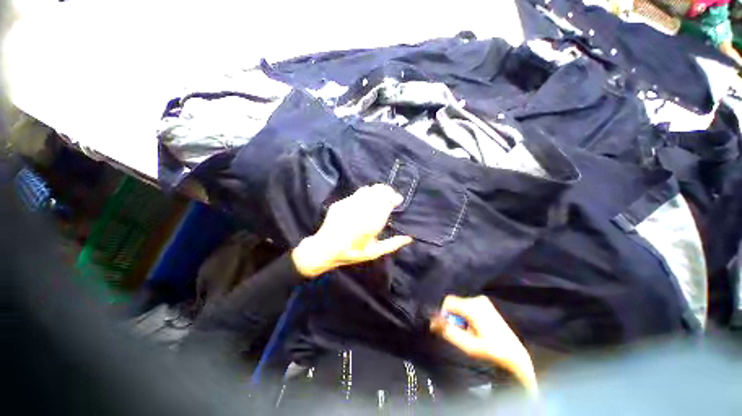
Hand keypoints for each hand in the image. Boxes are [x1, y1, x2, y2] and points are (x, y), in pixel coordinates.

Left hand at [291, 184, 412, 277]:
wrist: (324, 248)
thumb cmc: (351, 253)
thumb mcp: (373, 253)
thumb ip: (392, 244)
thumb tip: (409, 238)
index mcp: (371, 223)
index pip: (387, 202)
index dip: (394, 198)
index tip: (398, 200)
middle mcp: (361, 211)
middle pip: (378, 192)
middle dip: (387, 191)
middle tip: (391, 196)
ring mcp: (349, 205)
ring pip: (368, 190)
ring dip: (377, 191)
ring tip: (381, 196)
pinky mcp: (340, 203)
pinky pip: (357, 193)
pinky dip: (366, 194)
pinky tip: (367, 200)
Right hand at [431, 295, 537, 393]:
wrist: (514, 354)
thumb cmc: (491, 350)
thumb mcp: (467, 345)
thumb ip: (449, 332)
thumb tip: (432, 322)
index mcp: (473, 307)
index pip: (448, 302)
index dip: (443, 313)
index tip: (446, 327)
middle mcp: (477, 299)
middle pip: (454, 303)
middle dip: (453, 316)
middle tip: (460, 332)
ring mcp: (483, 300)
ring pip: (460, 304)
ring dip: (460, 316)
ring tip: (469, 331)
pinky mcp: (486, 303)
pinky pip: (467, 305)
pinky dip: (466, 314)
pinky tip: (475, 326)